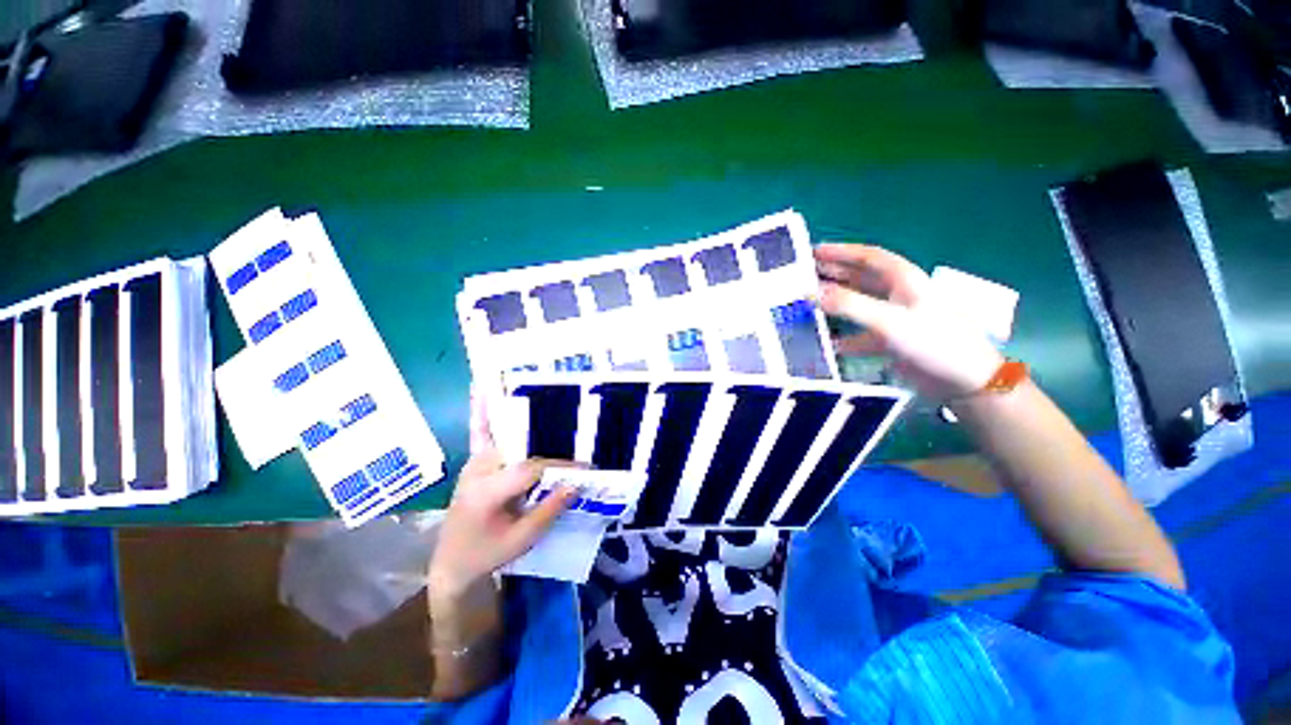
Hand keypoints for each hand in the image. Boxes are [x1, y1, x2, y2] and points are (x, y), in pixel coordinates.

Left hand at [428, 391, 576, 597]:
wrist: (451, 563)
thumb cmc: (486, 554)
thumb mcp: (522, 540)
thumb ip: (548, 510)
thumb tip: (576, 483)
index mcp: (486, 491)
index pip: (531, 468)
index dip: (560, 466)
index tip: (586, 467)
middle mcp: (478, 469)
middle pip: (523, 450)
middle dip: (552, 446)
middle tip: (578, 441)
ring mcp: (474, 463)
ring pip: (507, 436)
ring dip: (528, 421)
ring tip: (548, 399)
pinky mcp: (474, 463)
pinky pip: (481, 433)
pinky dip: (482, 411)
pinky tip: (480, 387)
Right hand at [815, 243, 1003, 400]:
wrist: (964, 381)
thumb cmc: (932, 341)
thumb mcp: (888, 320)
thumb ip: (849, 305)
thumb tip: (812, 293)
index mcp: (903, 280)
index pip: (868, 257)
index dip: (841, 252)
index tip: (814, 252)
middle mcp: (898, 295)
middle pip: (860, 279)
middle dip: (833, 275)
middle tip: (804, 276)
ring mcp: (894, 319)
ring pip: (858, 306)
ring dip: (835, 304)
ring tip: (808, 305)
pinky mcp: (891, 341)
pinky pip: (859, 334)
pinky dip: (843, 337)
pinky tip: (826, 343)